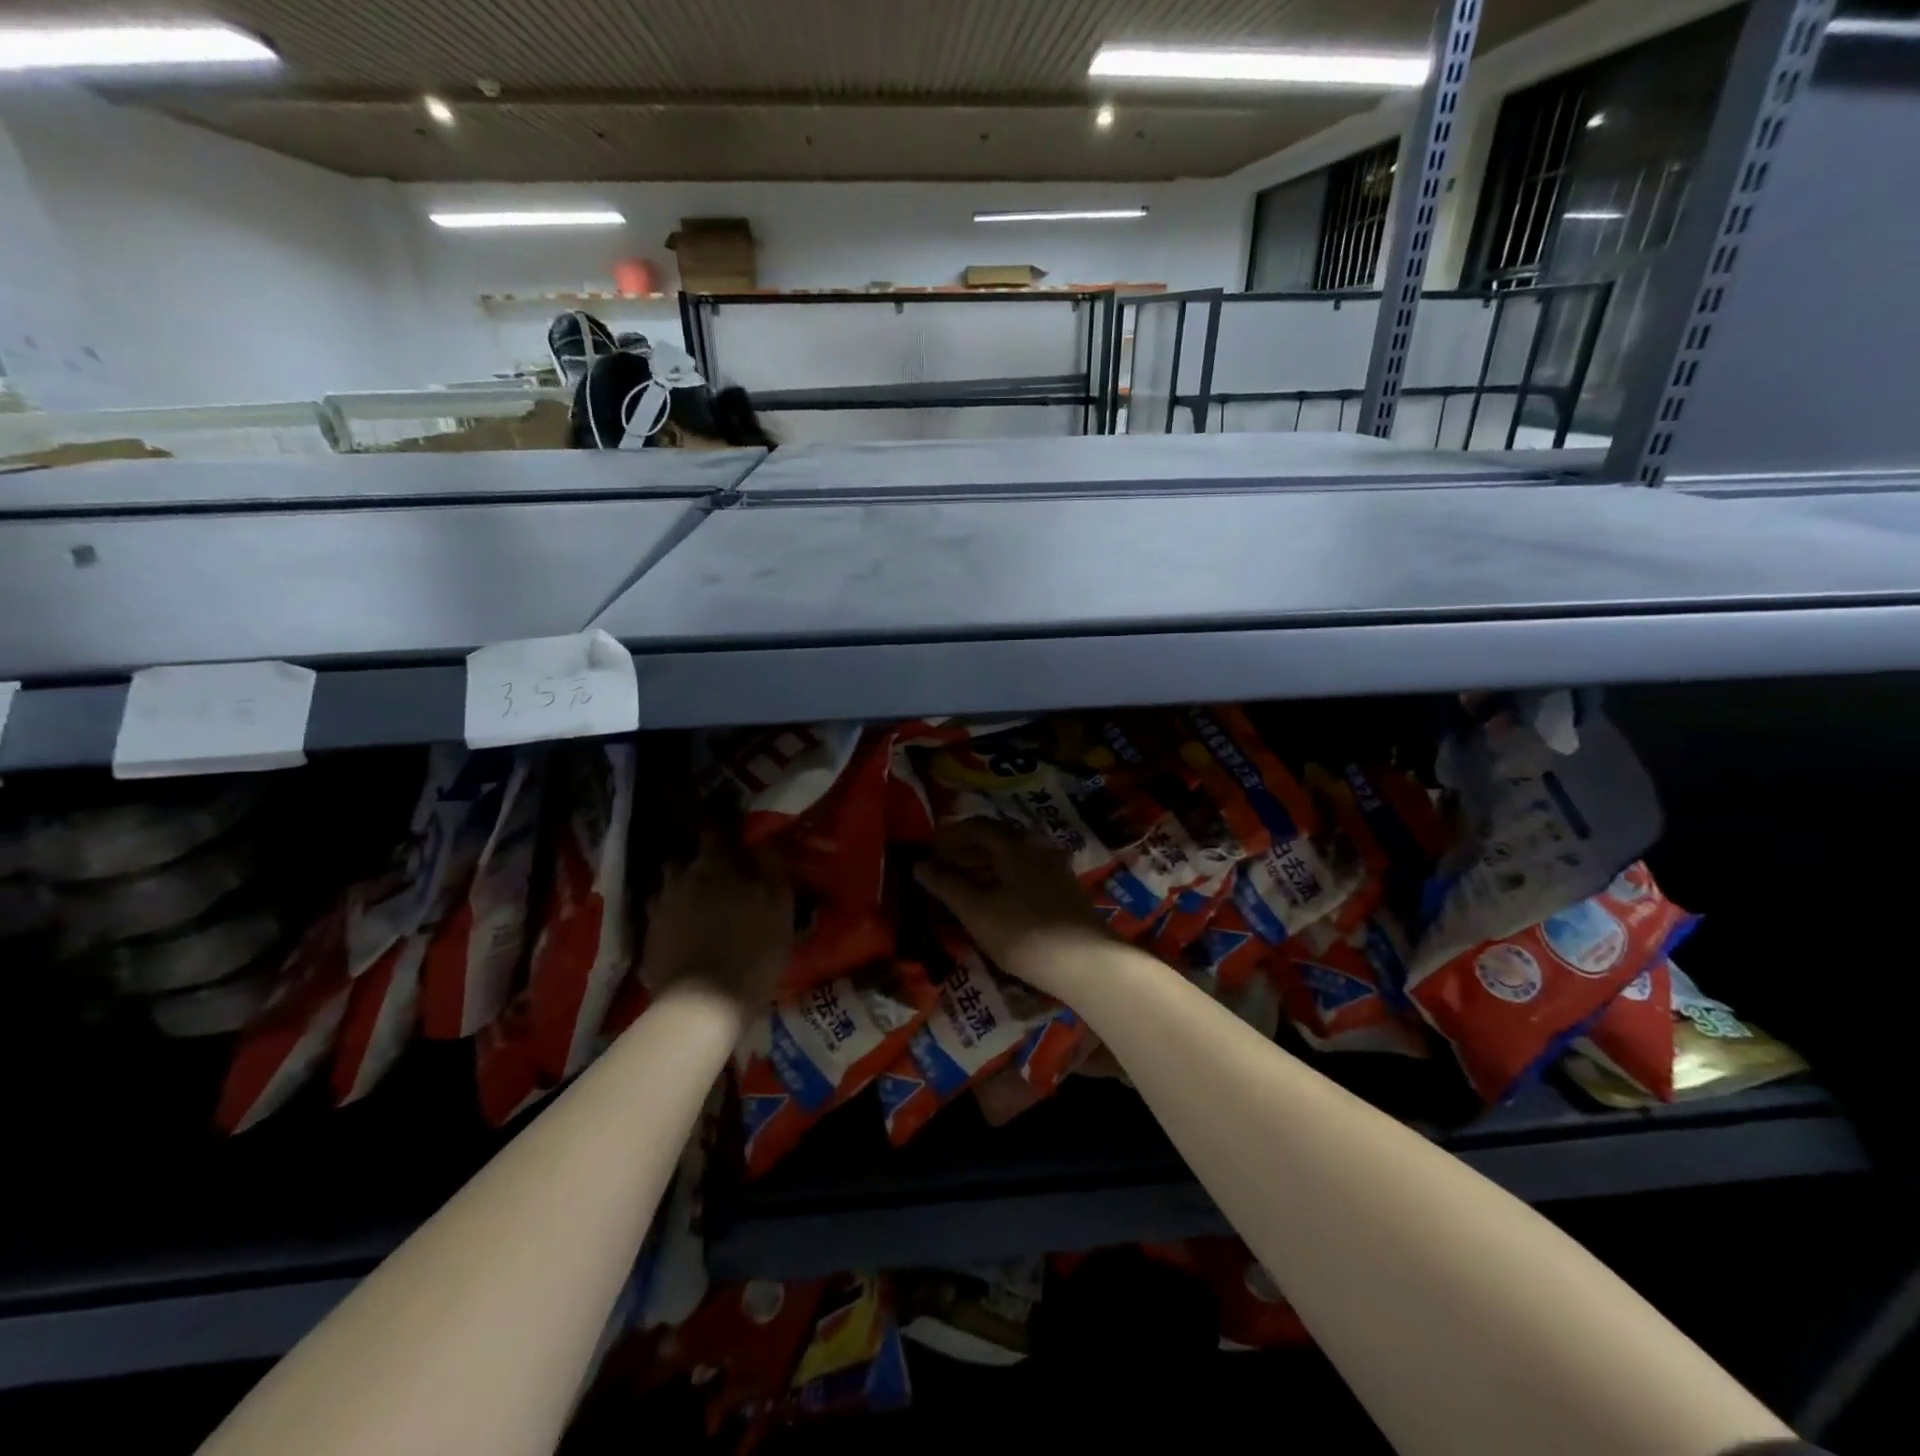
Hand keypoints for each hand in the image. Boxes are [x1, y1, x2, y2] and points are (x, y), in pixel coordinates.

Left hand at [641, 832, 792, 1012]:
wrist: (703, 1004)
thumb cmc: (752, 948)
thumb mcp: (779, 904)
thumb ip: (771, 866)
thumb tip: (761, 840)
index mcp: (714, 865)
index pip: (716, 830)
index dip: (725, 826)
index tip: (734, 826)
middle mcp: (680, 878)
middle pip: (685, 856)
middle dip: (698, 856)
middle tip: (717, 866)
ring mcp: (659, 908)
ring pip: (667, 883)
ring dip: (681, 884)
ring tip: (696, 895)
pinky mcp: (648, 937)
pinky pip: (659, 912)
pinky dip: (670, 912)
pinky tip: (682, 924)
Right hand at [913, 819, 1114, 998]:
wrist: (1085, 962)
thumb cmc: (1022, 932)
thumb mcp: (975, 910)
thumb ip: (946, 885)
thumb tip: (919, 864)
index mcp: (1014, 845)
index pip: (977, 826)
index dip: (951, 835)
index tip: (930, 849)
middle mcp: (1037, 848)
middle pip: (997, 839)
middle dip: (967, 849)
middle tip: (943, 866)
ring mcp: (1054, 869)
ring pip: (1012, 858)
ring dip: (985, 865)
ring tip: (963, 885)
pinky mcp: (1064, 891)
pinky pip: (1026, 874)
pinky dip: (1003, 879)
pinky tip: (995, 899)